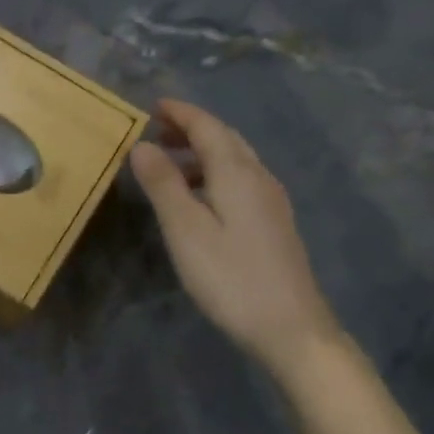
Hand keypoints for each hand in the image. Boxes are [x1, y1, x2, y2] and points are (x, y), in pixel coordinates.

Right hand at [129, 98, 338, 361]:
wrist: (291, 328)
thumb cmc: (231, 277)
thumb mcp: (185, 230)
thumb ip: (163, 184)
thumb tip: (142, 145)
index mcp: (237, 173)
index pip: (208, 127)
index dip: (181, 113)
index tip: (153, 106)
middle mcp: (259, 178)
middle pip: (225, 139)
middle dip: (192, 129)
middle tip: (157, 131)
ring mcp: (271, 201)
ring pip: (235, 161)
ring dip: (202, 152)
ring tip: (169, 165)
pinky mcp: (274, 224)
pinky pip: (241, 181)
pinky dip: (214, 174)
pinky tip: (200, 198)